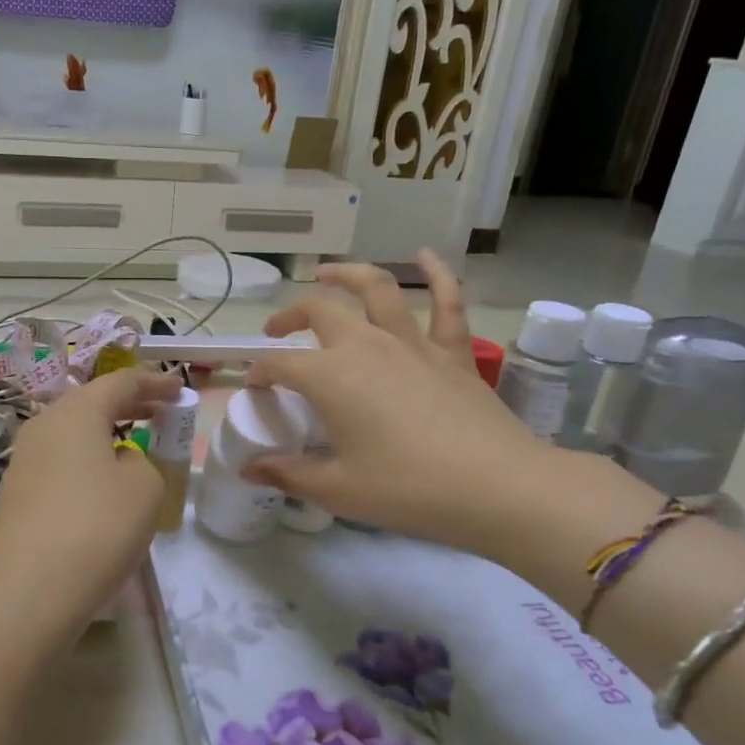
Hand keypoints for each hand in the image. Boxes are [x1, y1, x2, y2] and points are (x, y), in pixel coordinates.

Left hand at [0, 368, 179, 649]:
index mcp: (75, 412)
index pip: (120, 382)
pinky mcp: (14, 495)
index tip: (178, 390)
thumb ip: (143, 462)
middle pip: (90, 403)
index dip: (154, 383)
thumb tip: (120, 463)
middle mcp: (42, 426)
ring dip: (104, 435)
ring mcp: (22, 461)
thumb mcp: (144, 487)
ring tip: (132, 449)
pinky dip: (85, 463)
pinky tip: (100, 489)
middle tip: (159, 413)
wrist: (28, 594)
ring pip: (71, 434)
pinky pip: (58, 464)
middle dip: (128, 405)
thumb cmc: (97, 527)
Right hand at [243, 250, 548, 556]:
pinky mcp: (453, 352)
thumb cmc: (408, 489)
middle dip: (290, 315)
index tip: (253, 390)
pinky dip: (437, 274)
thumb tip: (249, 469)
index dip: (258, 374)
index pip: (280, 365)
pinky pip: (447, 302)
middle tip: (278, 331)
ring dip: (346, 274)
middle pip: (319, 311)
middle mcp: (366, 346)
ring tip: (326, 273)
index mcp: (331, 377)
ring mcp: (413, 343)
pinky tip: (425, 255)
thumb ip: (288, 474)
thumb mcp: (338, 490)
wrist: (496, 487)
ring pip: (376, 289)